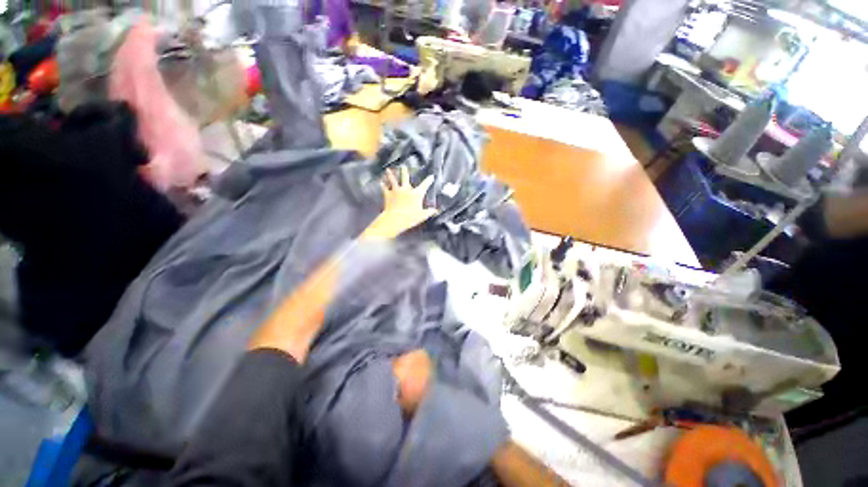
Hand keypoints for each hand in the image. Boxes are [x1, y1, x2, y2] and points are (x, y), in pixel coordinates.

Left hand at [362, 166, 436, 239]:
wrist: (395, 219)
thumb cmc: (410, 217)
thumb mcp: (422, 216)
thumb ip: (429, 212)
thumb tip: (435, 211)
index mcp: (416, 194)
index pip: (425, 185)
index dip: (428, 180)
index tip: (431, 176)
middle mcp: (406, 190)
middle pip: (406, 178)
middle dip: (405, 172)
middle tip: (404, 166)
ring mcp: (396, 191)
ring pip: (393, 180)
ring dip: (391, 175)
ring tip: (388, 169)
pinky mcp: (388, 195)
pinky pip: (384, 188)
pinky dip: (383, 185)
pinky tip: (381, 182)